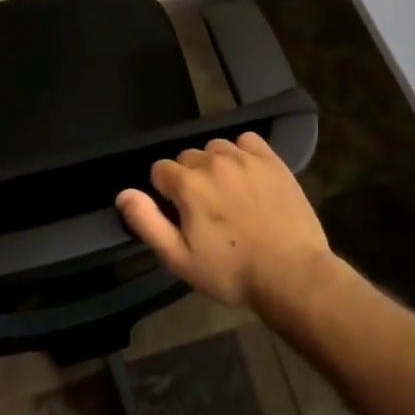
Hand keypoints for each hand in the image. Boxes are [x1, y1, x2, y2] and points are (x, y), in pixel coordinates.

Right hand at [115, 132, 332, 311]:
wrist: (291, 273)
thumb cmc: (231, 272)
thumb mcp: (179, 258)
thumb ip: (147, 222)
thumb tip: (124, 193)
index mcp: (188, 184)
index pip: (160, 170)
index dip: (165, 192)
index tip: (179, 214)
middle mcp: (214, 162)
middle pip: (188, 157)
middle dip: (188, 178)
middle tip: (204, 210)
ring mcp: (246, 158)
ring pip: (216, 148)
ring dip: (214, 164)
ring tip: (226, 193)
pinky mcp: (272, 161)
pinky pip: (247, 141)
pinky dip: (241, 152)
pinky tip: (247, 175)